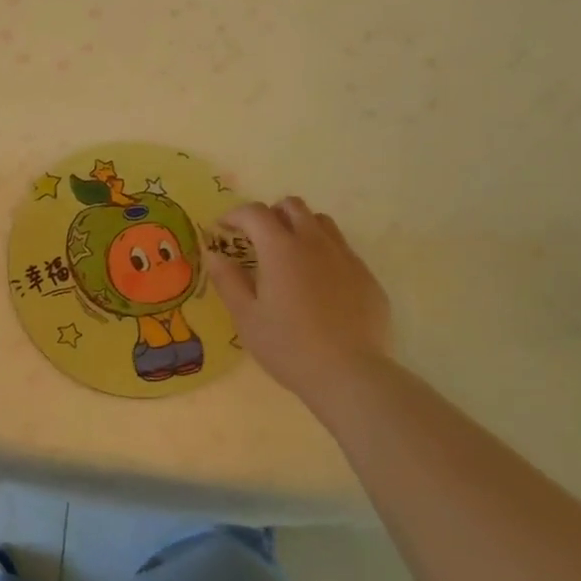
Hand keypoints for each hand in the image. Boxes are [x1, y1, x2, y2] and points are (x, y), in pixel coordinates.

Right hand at [205, 198, 392, 424]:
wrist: (350, 375)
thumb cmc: (289, 346)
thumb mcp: (246, 317)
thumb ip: (227, 280)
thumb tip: (214, 253)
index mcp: (281, 248)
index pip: (254, 212)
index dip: (235, 215)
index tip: (224, 229)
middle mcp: (314, 242)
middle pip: (292, 206)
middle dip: (271, 214)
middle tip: (258, 239)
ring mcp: (345, 257)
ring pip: (321, 222)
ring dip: (301, 227)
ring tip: (290, 255)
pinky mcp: (367, 277)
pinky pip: (342, 250)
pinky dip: (324, 253)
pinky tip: (320, 285)